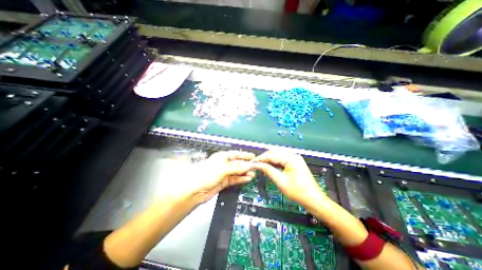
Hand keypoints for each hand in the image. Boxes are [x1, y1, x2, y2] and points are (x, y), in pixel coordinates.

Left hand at [189, 151, 255, 203]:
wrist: (195, 189)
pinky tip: (247, 179)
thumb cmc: (207, 173)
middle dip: (246, 165)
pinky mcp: (224, 182)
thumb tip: (249, 165)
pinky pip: (234, 179)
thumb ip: (237, 167)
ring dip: (245, 173)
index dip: (245, 155)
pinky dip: (241, 179)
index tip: (253, 157)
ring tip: (253, 174)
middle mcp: (224, 164)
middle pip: (237, 163)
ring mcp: (224, 173)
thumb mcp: (223, 168)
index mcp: (223, 156)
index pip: (236, 154)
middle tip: (256, 167)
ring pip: (237, 172)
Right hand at [253, 150, 327, 209]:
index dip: (261, 158)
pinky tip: (268, 166)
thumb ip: (268, 170)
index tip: (252, 163)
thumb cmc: (298, 192)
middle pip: (274, 152)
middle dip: (264, 158)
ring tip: (260, 165)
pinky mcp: (293, 163)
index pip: (272, 155)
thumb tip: (257, 165)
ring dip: (268, 160)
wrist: (314, 200)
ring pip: (277, 155)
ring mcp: (294, 159)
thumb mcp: (281, 181)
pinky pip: (281, 159)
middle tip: (255, 164)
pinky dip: (273, 162)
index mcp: (291, 158)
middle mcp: (293, 155)